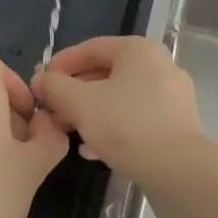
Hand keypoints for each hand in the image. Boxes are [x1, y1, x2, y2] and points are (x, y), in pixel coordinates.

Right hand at [31, 37, 201, 181]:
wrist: (177, 170)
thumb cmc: (126, 125)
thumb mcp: (80, 103)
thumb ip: (55, 87)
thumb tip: (40, 79)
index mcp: (138, 50)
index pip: (91, 48)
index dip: (61, 64)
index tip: (40, 84)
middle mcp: (159, 65)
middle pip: (106, 73)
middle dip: (74, 92)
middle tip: (52, 111)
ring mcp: (172, 96)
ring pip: (120, 98)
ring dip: (91, 112)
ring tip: (68, 131)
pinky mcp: (176, 124)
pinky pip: (136, 118)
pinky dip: (112, 127)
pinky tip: (93, 149)